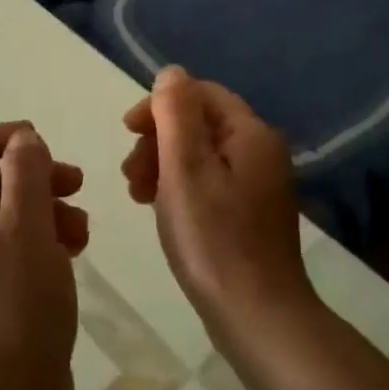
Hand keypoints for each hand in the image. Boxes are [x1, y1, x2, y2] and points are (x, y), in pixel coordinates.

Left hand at [0, 122, 88, 389]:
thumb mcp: (26, 231)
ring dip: (46, 210)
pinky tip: (77, 249)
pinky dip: (47, 241)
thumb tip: (23, 139)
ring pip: (9, 221)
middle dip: (32, 177)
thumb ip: (25, 177)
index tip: (35, 138)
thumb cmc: (16, 308)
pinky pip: (19, 252)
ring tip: (82, 226)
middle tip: (74, 180)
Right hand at [121, 67, 313, 337]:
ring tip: (137, 195)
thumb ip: (176, 114)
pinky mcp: (250, 213)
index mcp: (250, 133)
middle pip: (200, 123)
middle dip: (158, 139)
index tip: (127, 132)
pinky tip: (159, 210)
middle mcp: (261, 151)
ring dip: (163, 164)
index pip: (201, 94)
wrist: (257, 316)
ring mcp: (259, 184)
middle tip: (130, 174)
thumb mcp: (185, 168)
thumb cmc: (214, 239)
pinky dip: (179, 187)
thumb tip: (172, 73)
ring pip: (201, 155)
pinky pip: (209, 182)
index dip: (160, 105)